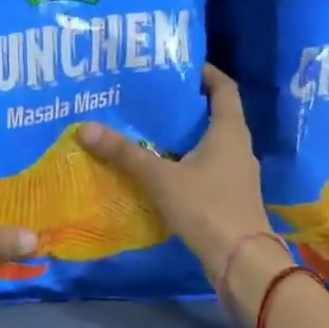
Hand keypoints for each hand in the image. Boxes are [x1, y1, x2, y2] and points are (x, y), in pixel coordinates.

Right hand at [76, 65, 277, 322]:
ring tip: (149, 129)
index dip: (205, 72)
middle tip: (152, 96)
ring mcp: (236, 174)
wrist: (242, 263)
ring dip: (184, 135)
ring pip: (209, 144)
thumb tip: (86, 128)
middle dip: (185, 104)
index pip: (224, 88)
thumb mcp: (162, 178)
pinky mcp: (229, 197)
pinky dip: (186, 162)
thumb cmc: (207, 208)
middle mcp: (238, 147)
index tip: (179, 64)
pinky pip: (206, 168)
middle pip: (215, 114)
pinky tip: (160, 169)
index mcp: (230, 131)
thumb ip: (125, 154)